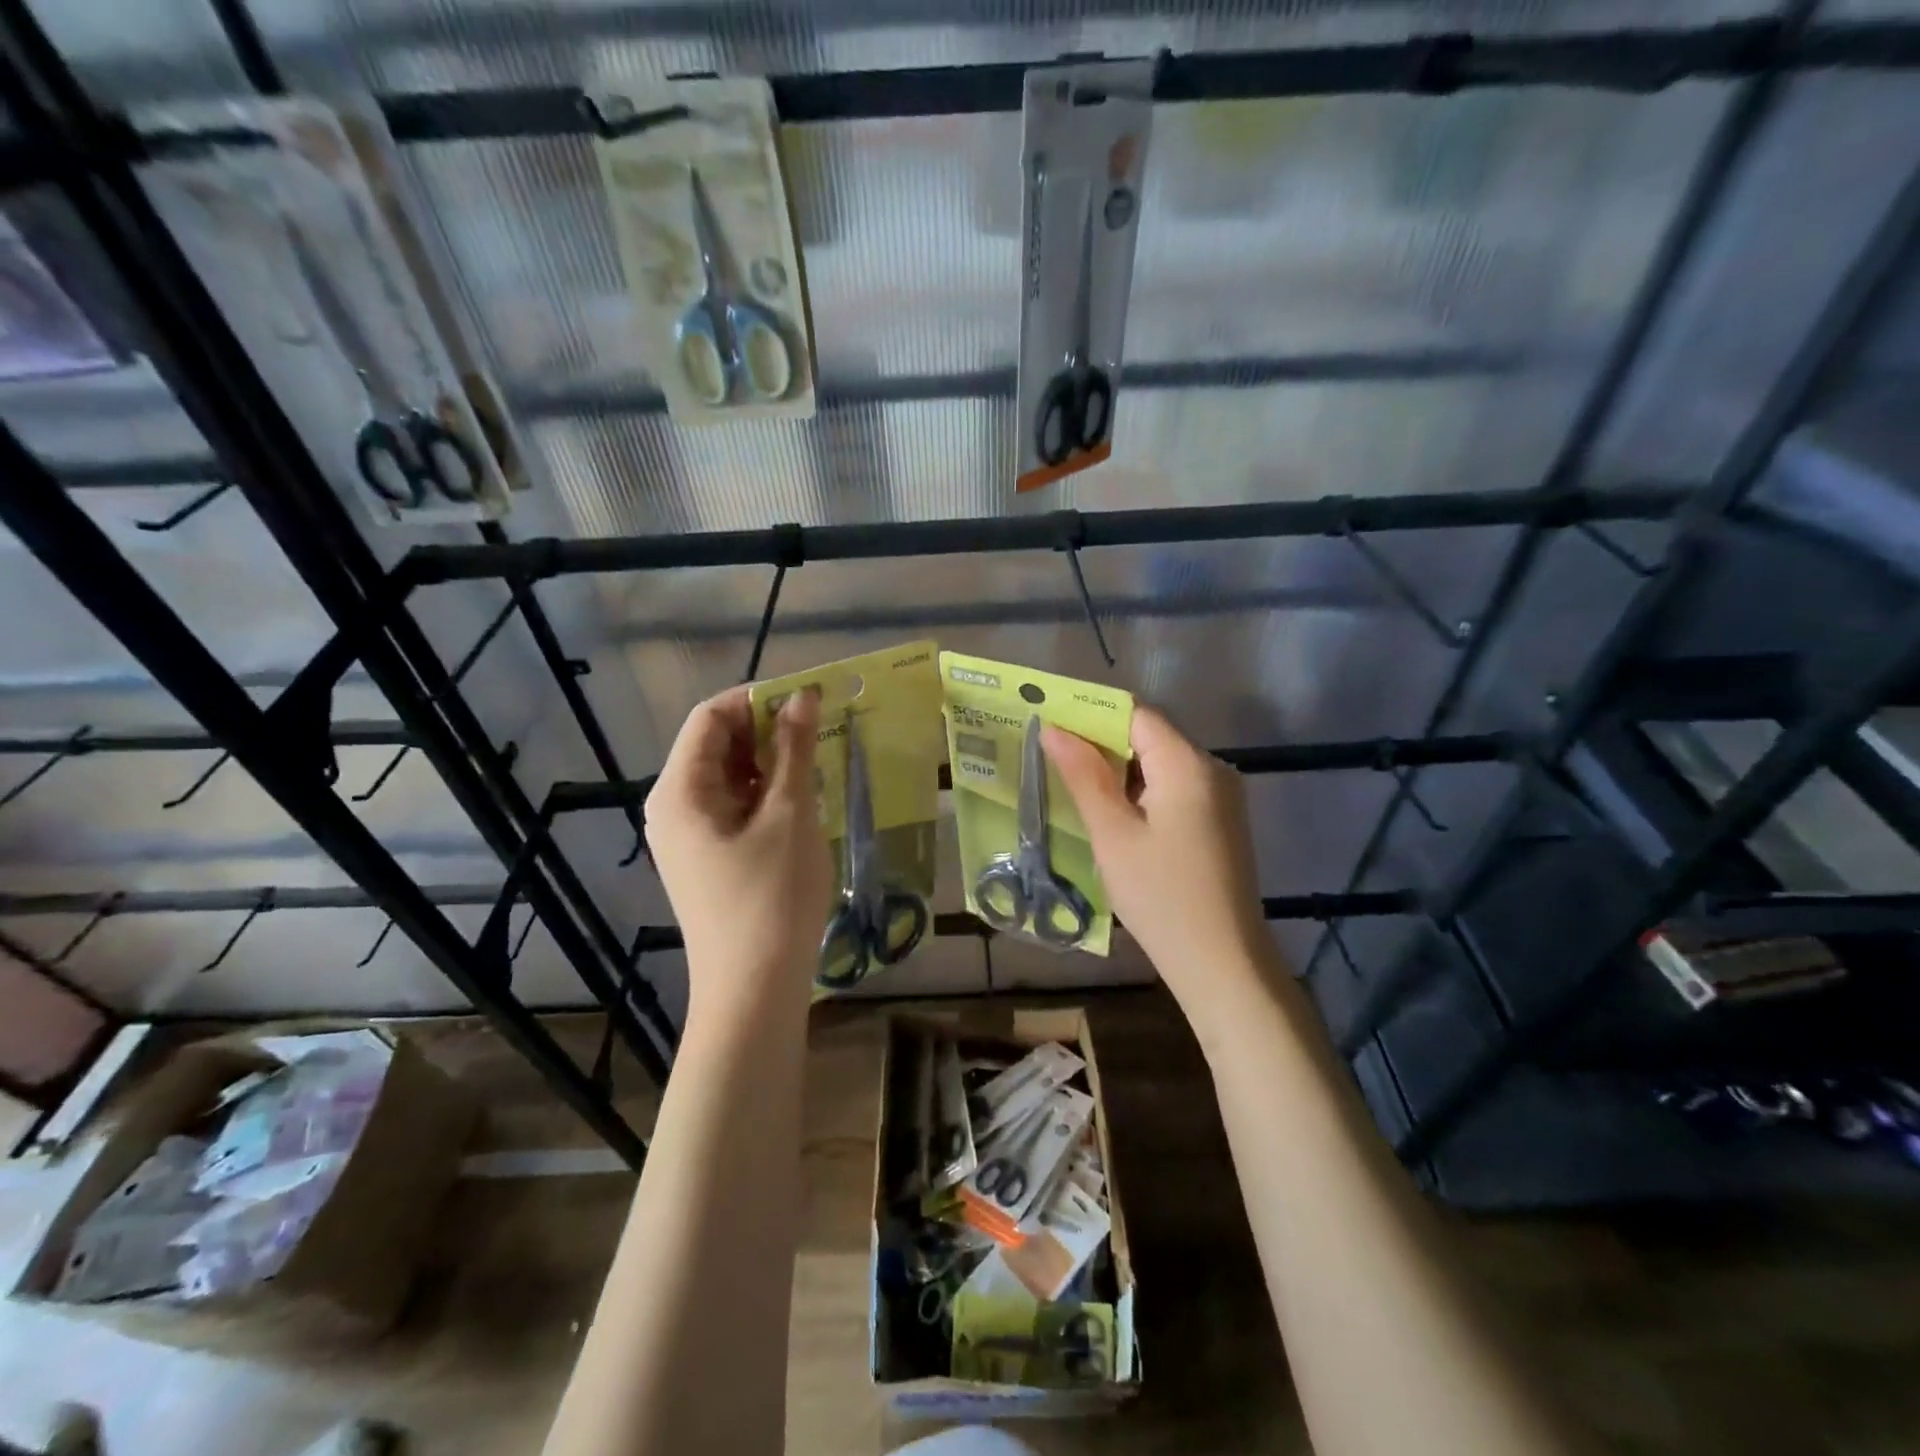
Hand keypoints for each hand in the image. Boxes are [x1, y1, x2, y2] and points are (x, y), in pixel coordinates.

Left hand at [645, 686, 832, 1024]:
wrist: (754, 989)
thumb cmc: (771, 897)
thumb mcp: (790, 815)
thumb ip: (794, 750)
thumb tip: (802, 697)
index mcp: (680, 790)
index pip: (710, 717)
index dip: (757, 699)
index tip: (808, 700)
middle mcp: (674, 806)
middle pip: (717, 745)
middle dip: (766, 729)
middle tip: (821, 730)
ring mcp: (689, 836)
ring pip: (730, 777)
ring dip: (771, 762)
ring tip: (818, 762)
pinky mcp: (708, 858)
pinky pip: (734, 807)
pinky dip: (767, 793)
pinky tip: (804, 799)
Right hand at [1042, 706, 1280, 1028]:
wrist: (1222, 964)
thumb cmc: (1160, 895)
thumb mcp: (1112, 833)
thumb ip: (1084, 775)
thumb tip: (1054, 729)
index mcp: (1188, 764)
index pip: (1135, 715)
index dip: (1091, 715)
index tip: (1050, 726)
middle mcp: (1212, 769)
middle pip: (1149, 737)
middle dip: (1101, 744)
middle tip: (1051, 758)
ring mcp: (1221, 798)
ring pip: (1160, 766)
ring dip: (1119, 772)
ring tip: (1072, 786)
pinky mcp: (1220, 824)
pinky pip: (1174, 791)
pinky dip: (1140, 794)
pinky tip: (1112, 817)